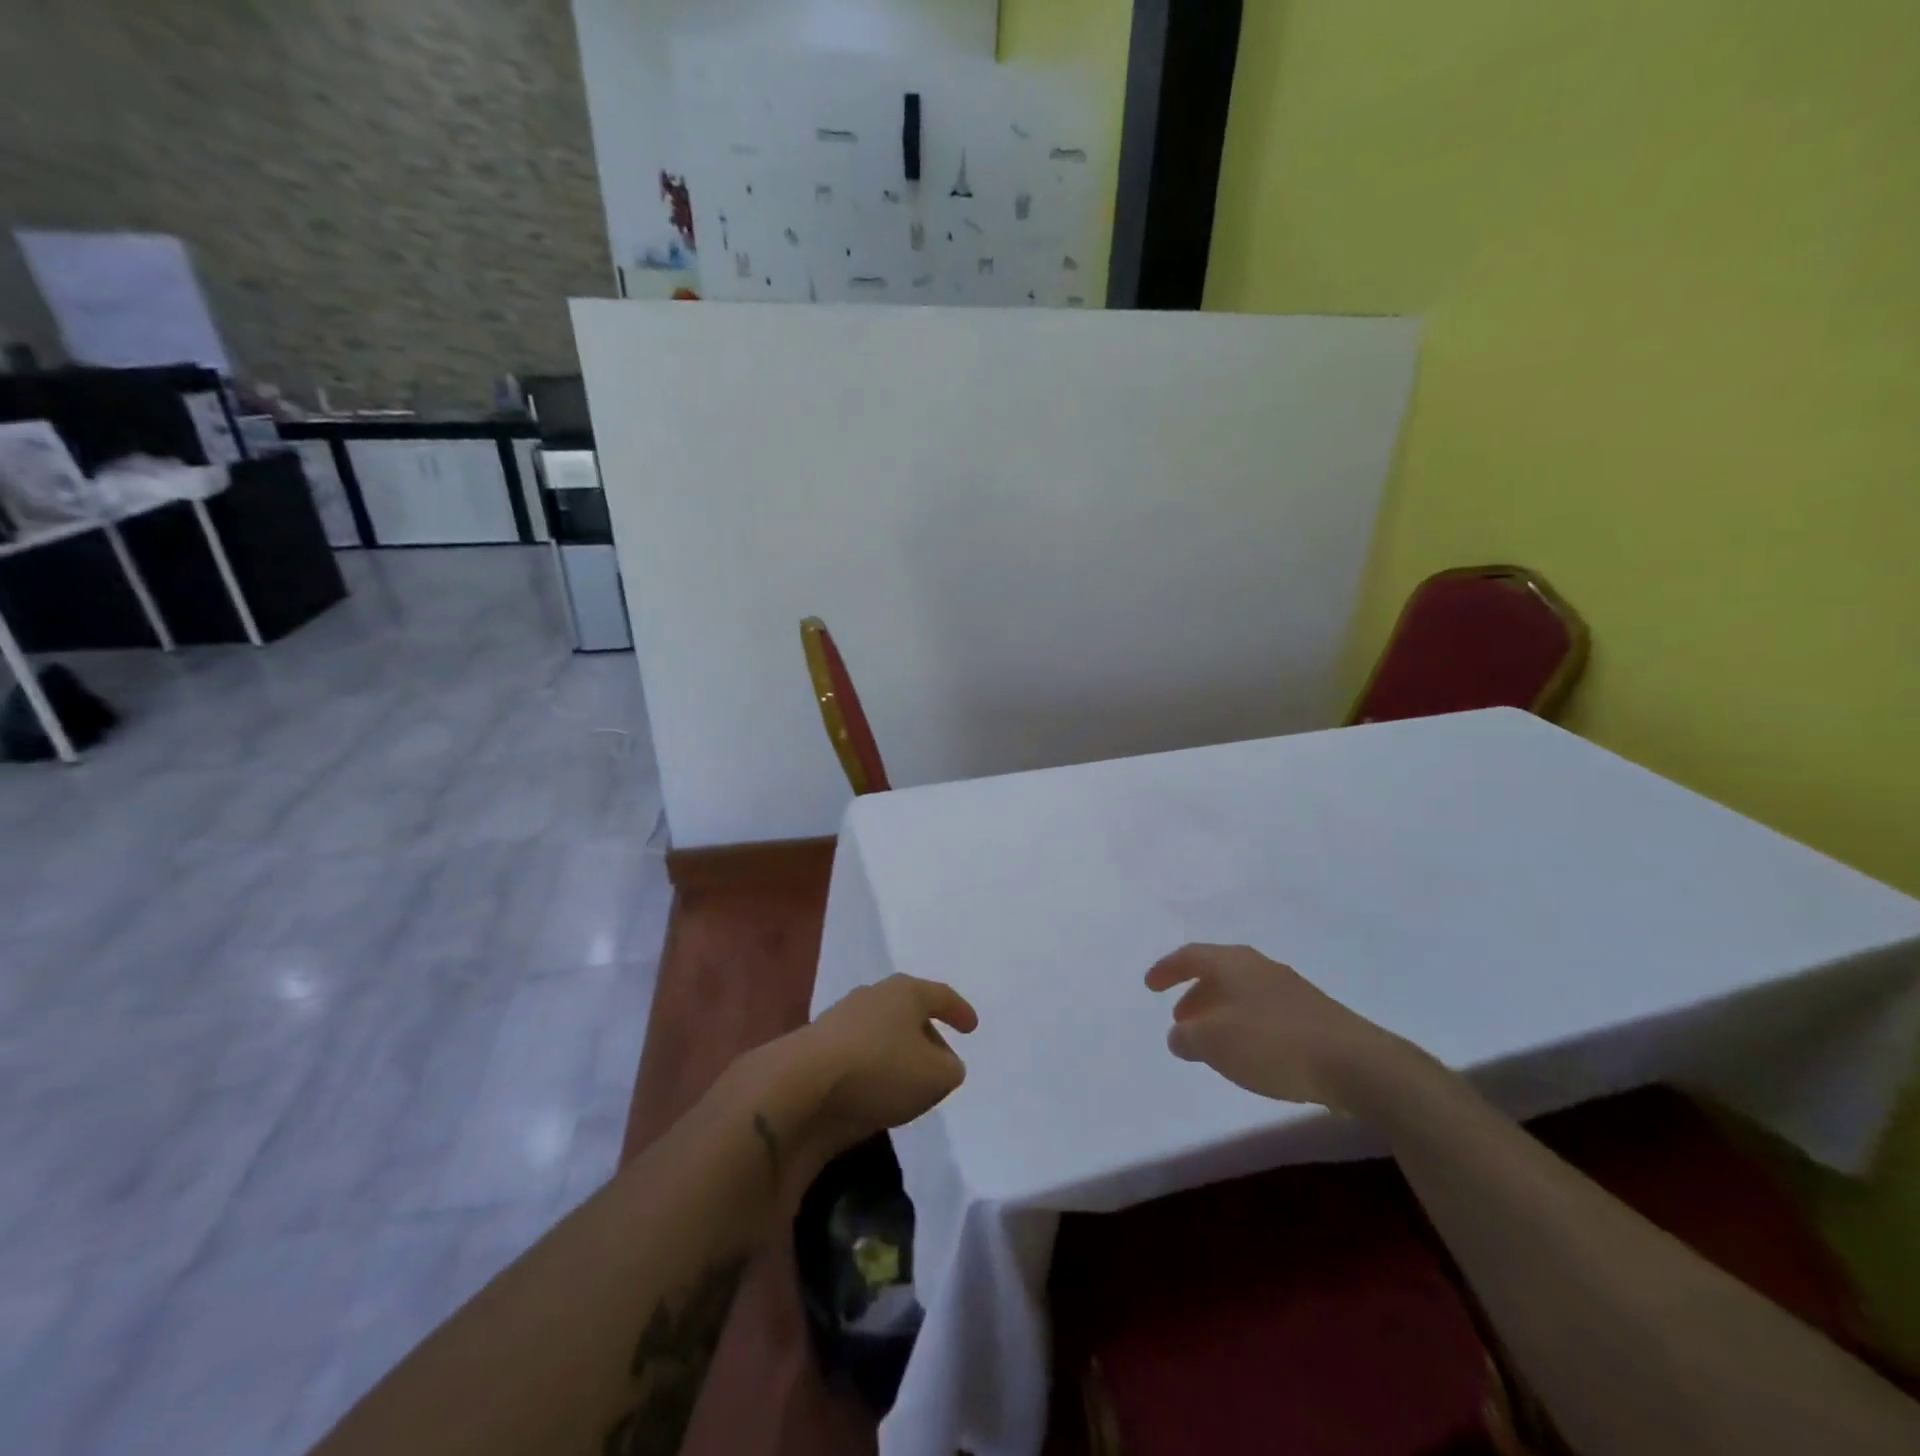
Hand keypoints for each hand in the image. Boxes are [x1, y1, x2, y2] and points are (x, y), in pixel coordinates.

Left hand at [746, 975, 976, 1179]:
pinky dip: (872, 1070)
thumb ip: (950, 1068)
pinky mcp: (817, 1050)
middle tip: (941, 1060)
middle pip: (907, 1011)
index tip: (971, 1027)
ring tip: (909, 1081)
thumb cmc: (881, 1069)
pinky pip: (858, 1056)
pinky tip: (877, 1093)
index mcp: (905, 991)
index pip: (940, 995)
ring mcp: (840, 1021)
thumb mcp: (936, 1076)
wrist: (802, 1086)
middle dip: (926, 1034)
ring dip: (897, 1054)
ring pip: (880, 1033)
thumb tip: (944, 1064)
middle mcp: (872, 997)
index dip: (959, 1011)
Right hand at [1144, 944, 1414, 1112]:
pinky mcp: (1313, 1016)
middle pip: (1218, 972)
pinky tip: (1250, 1054)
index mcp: (1234, 963)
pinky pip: (1265, 1012)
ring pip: (1243, 993)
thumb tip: (1178, 1034)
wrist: (1356, 1064)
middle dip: (1195, 993)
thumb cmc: (1273, 1044)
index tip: (1150, 985)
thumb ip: (1188, 1037)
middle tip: (1180, 1018)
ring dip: (1221, 1012)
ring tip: (1211, 1041)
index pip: (1191, 955)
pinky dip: (1246, 1026)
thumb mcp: (1215, 1043)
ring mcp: (1291, 990)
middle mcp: (1261, 967)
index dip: (1166, 969)